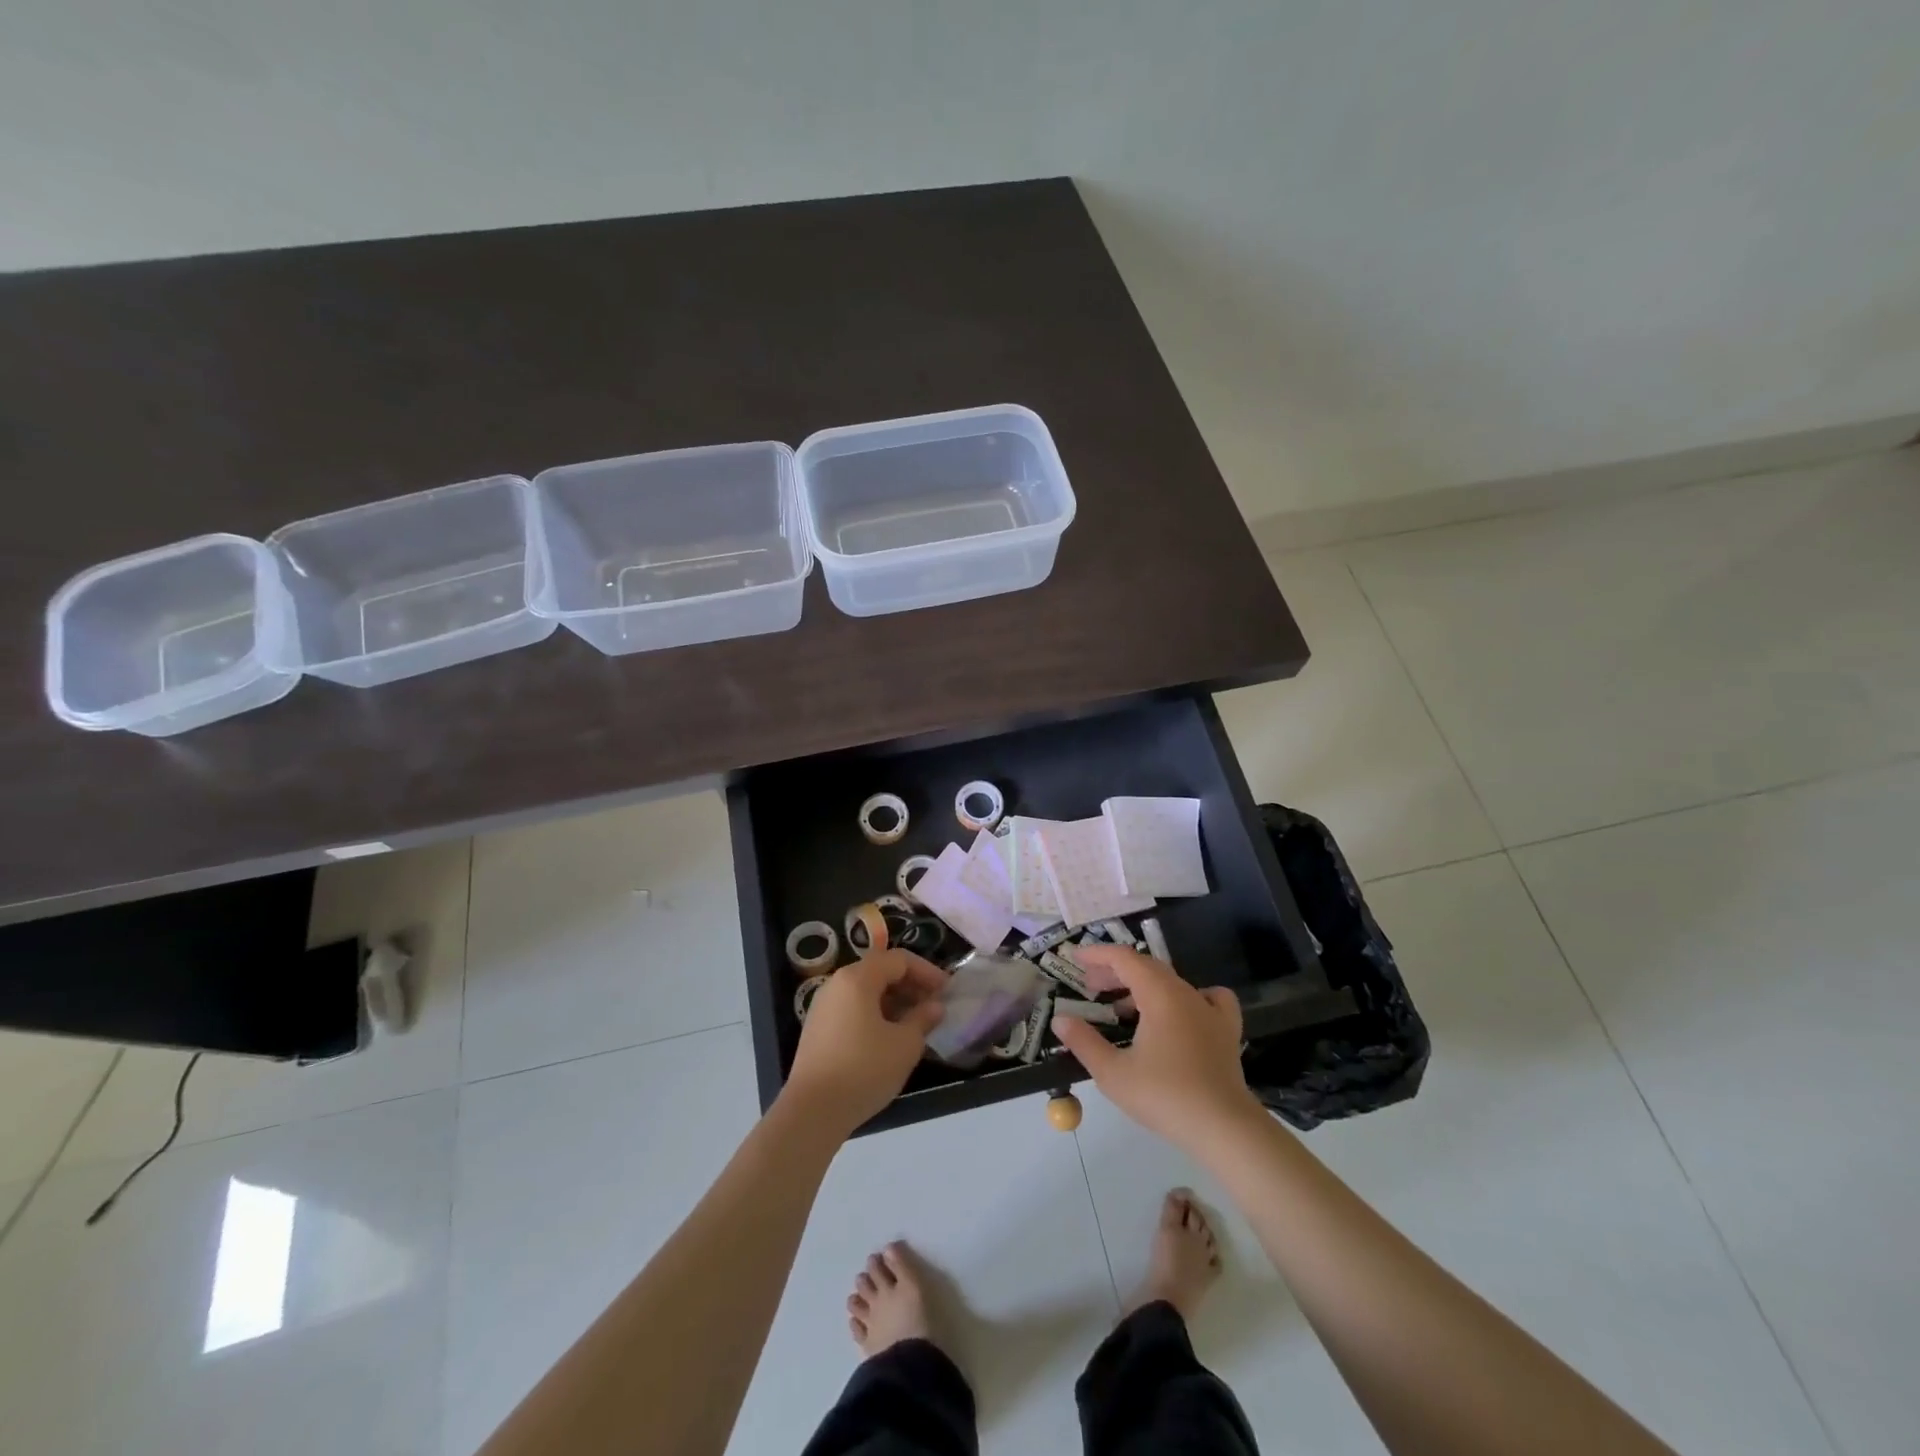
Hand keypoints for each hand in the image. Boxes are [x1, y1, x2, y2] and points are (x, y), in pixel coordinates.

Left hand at [783, 950, 946, 1136]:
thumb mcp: (904, 1045)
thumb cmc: (864, 1070)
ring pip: (865, 991)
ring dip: (894, 1001)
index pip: (898, 960)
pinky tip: (889, 1038)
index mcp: (857, 978)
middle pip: (880, 971)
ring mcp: (823, 1006)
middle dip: (910, 986)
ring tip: (915, 1024)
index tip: (946, 991)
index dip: (926, 972)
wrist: (812, 1112)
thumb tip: (934, 1007)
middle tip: (933, 1007)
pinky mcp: (818, 1028)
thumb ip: (922, 1019)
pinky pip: (852, 1008)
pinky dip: (875, 1014)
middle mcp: (836, 984)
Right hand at [1049, 944, 1262, 1146]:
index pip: (1124, 958)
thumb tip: (1060, 1019)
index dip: (1097, 954)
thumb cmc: (1165, 1096)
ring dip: (1142, 985)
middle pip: (1146, 967)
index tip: (1075, 959)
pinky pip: (1208, 997)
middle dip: (1114, 971)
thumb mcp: (1113, 1073)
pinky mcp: (1226, 1030)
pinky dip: (1187, 996)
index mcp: (1159, 994)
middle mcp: (1185, 992)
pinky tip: (1180, 1011)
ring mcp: (1210, 1010)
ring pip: (1171, 982)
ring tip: (1121, 1007)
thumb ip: (1083, 1042)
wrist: (1224, 1128)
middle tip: (1090, 986)